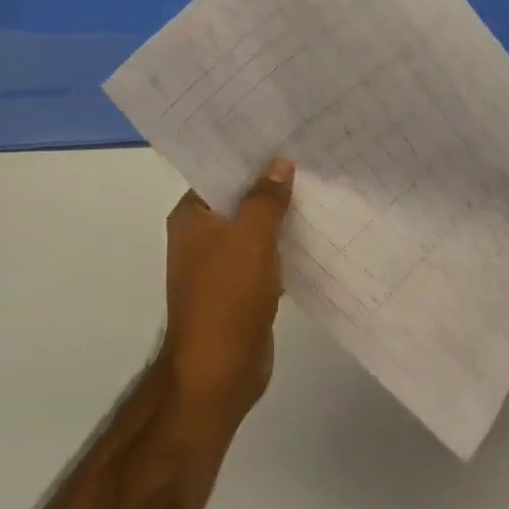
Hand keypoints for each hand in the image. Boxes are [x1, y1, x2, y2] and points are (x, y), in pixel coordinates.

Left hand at [157, 159, 294, 429]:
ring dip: (280, 217)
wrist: (219, 372)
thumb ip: (266, 198)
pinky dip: (283, 247)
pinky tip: (313, 233)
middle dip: (270, 185)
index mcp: (191, 218)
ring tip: (318, 189)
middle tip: (309, 159)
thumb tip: (279, 163)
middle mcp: (201, 237)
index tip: (282, 137)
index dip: (249, 157)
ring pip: (254, 230)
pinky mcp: (240, 289)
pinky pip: (264, 257)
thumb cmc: (227, 296)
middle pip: (239, 200)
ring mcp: (220, 265)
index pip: (219, 174)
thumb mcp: (251, 238)